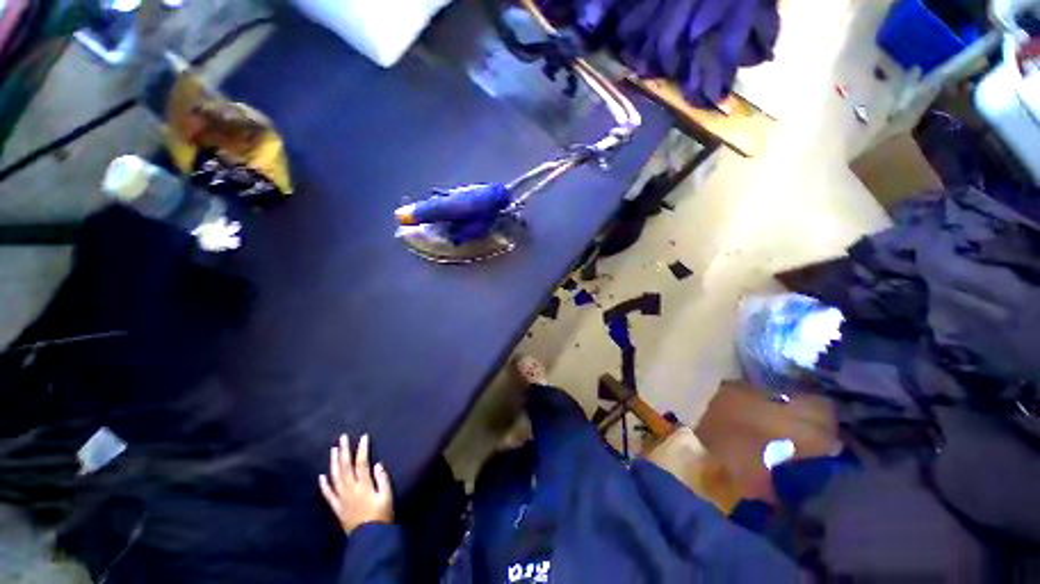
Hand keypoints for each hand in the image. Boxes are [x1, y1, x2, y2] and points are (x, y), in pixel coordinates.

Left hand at [319, 434, 393, 533]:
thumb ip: (382, 480)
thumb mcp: (387, 496)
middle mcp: (350, 489)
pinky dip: (324, 485)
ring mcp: (341, 499)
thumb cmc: (381, 516)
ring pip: (335, 477)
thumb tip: (377, 464)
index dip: (362, 449)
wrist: (368, 539)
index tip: (363, 436)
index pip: (362, 463)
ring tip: (333, 450)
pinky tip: (321, 476)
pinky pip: (328, 495)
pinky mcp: (337, 508)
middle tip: (342, 437)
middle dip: (344, 451)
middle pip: (345, 467)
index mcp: (363, 485)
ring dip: (334, 463)